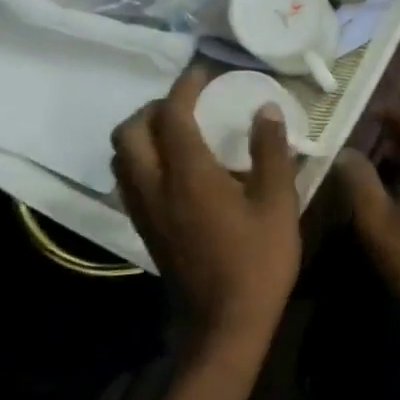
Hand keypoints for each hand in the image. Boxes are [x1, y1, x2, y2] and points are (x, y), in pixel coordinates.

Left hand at [113, 66, 300, 347]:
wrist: (224, 325)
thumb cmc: (259, 262)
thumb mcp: (278, 204)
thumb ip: (270, 152)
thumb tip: (267, 109)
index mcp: (189, 175)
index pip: (173, 115)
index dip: (185, 88)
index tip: (204, 74)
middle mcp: (155, 186)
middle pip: (130, 132)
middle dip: (153, 108)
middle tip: (186, 103)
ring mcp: (144, 210)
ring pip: (121, 157)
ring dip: (141, 133)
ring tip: (176, 130)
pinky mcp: (144, 229)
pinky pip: (128, 180)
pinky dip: (141, 158)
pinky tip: (174, 168)